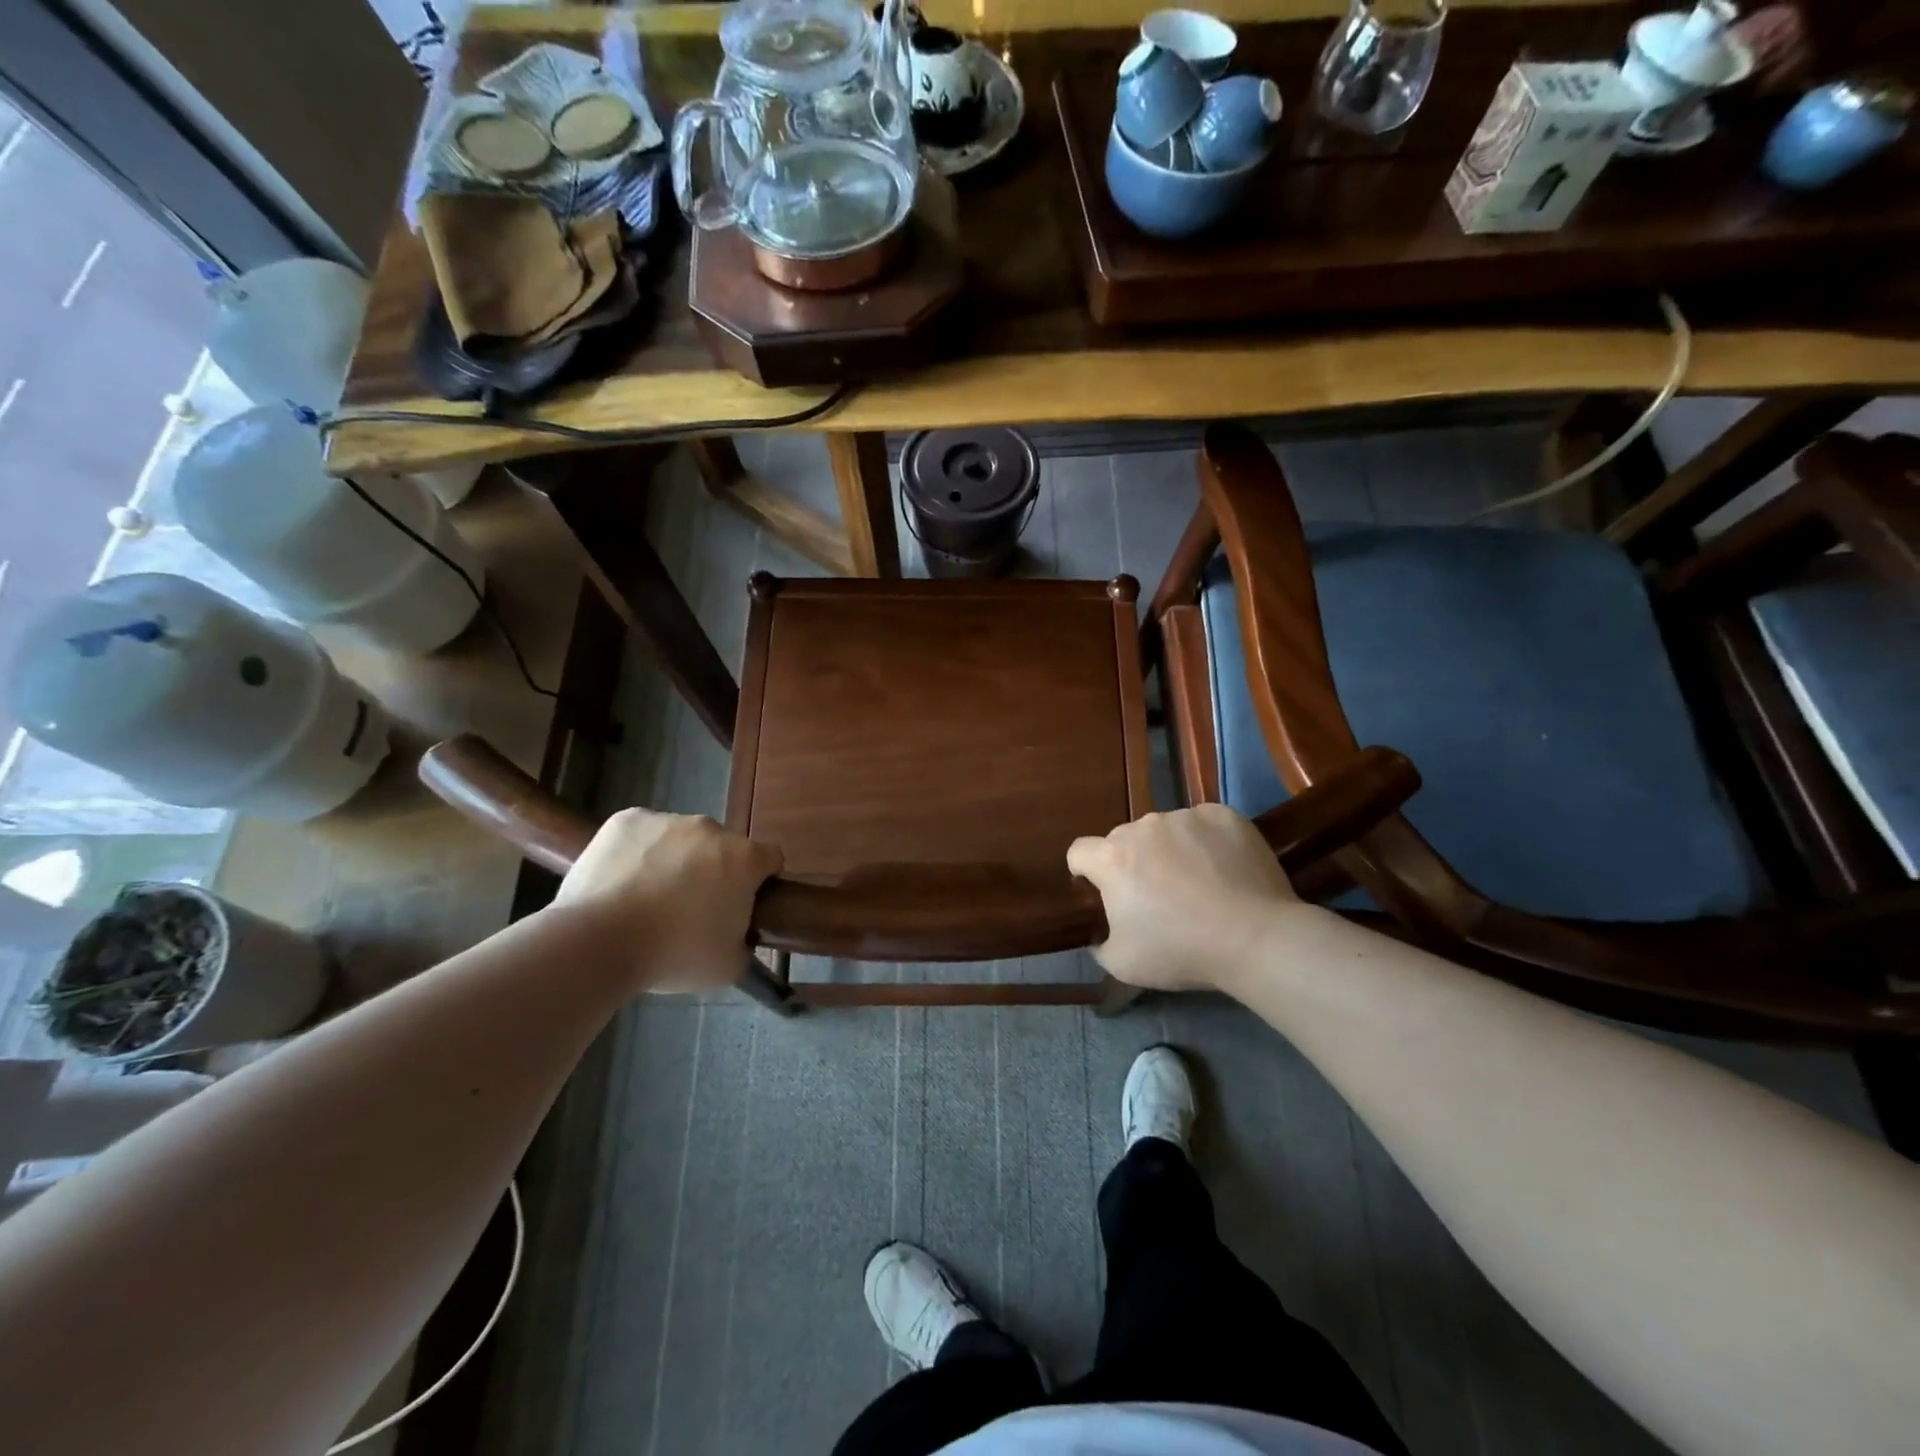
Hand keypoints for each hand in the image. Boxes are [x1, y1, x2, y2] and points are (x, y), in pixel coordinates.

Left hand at [554, 809, 782, 993]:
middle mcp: (711, 829)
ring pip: (681, 838)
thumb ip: (743, 944)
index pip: (770, 859)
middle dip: (713, 871)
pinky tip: (622, 882)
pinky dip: (638, 852)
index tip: (742, 904)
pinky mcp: (627, 820)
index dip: (760, 881)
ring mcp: (667, 820)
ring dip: (675, 860)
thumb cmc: (674, 955)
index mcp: (744, 858)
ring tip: (648, 899)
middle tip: (691, 909)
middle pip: (722, 847)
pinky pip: (642, 834)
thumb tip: (736, 937)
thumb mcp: (727, 967)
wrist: (598, 942)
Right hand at [1067, 804, 1297, 994]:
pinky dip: (1207, 842)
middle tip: (1157, 896)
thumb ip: (1099, 944)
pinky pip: (1203, 824)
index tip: (1101, 892)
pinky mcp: (1223, 815)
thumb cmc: (1181, 951)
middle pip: (1124, 840)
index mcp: (1112, 859)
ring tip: (1199, 883)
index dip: (1085, 871)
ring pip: (1165, 830)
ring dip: (1170, 850)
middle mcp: (1142, 827)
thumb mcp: (1123, 964)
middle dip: (1132, 862)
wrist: (1255, 938)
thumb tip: (1099, 935)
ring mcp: (1185, 817)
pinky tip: (1225, 869)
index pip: (1079, 852)